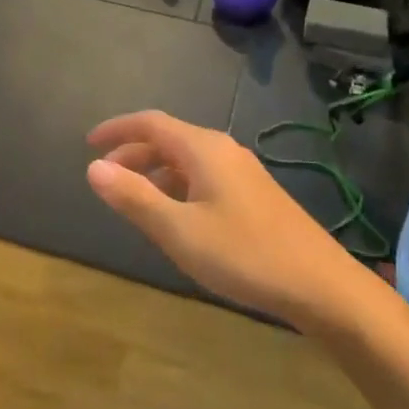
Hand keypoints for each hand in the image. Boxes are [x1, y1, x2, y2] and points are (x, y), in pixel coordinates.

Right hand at [87, 111, 358, 323]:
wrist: (319, 284)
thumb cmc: (243, 254)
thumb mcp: (178, 230)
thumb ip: (134, 197)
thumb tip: (94, 168)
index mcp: (203, 149)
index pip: (150, 123)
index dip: (116, 130)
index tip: (88, 144)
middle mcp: (223, 150)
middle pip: (168, 139)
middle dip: (133, 154)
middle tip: (106, 179)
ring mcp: (242, 172)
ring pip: (186, 160)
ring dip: (155, 172)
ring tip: (134, 200)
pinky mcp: (254, 194)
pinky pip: (203, 177)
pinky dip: (177, 186)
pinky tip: (175, 216)